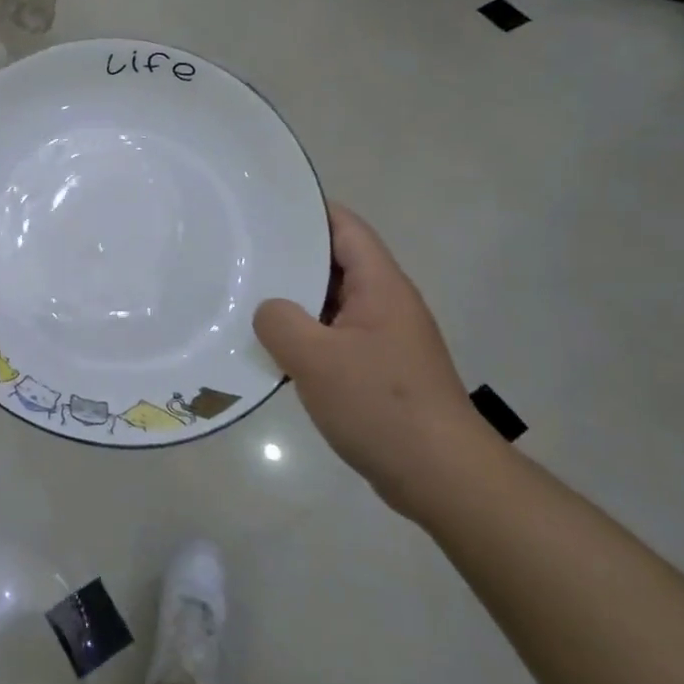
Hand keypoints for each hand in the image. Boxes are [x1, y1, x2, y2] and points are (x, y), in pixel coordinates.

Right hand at [254, 203, 502, 519]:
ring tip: (246, 295)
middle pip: (336, 263)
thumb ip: (280, 322)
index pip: (345, 227)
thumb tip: (269, 311)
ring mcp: (384, 339)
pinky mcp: (379, 371)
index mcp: (380, 286)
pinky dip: (306, 336)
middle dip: (292, 255)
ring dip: (296, 301)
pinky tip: (273, 348)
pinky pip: (334, 338)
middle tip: (241, 251)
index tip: (264, 207)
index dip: (308, 210)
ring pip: (332, 304)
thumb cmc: (381, 405)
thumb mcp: (316, 359)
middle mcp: (386, 304)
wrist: (441, 476)